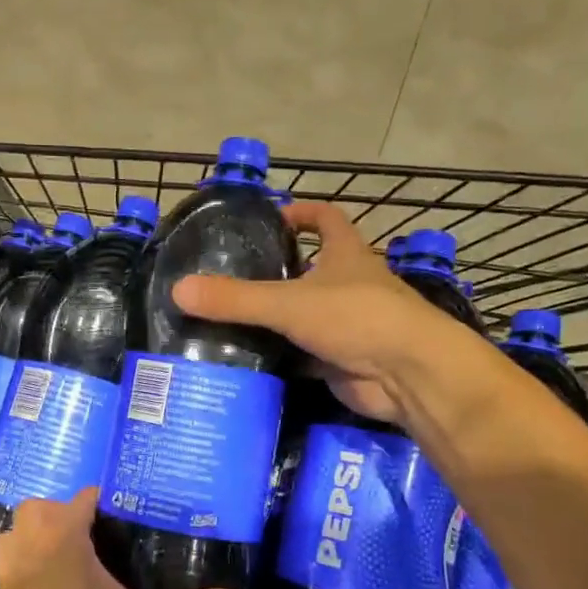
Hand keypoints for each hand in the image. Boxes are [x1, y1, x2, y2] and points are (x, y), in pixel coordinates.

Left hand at [0, 489, 241, 588]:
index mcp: (62, 537)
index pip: (86, 497)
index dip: (113, 500)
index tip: (141, 513)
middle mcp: (30, 543)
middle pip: (46, 507)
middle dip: (72, 514)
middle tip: (108, 537)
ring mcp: (10, 569)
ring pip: (22, 531)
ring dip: (43, 534)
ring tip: (79, 555)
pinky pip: (14, 559)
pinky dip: (29, 560)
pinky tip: (56, 585)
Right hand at [171, 200, 445, 423]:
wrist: (409, 375)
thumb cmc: (357, 318)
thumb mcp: (290, 303)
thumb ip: (236, 299)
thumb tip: (178, 290)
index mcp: (347, 255)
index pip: (327, 220)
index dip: (303, 213)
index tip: (273, 217)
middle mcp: (350, 285)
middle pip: (314, 269)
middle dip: (281, 270)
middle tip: (234, 275)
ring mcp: (349, 325)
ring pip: (306, 315)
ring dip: (278, 317)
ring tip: (230, 317)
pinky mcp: (343, 360)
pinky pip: (305, 354)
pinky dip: (282, 356)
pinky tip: (249, 359)